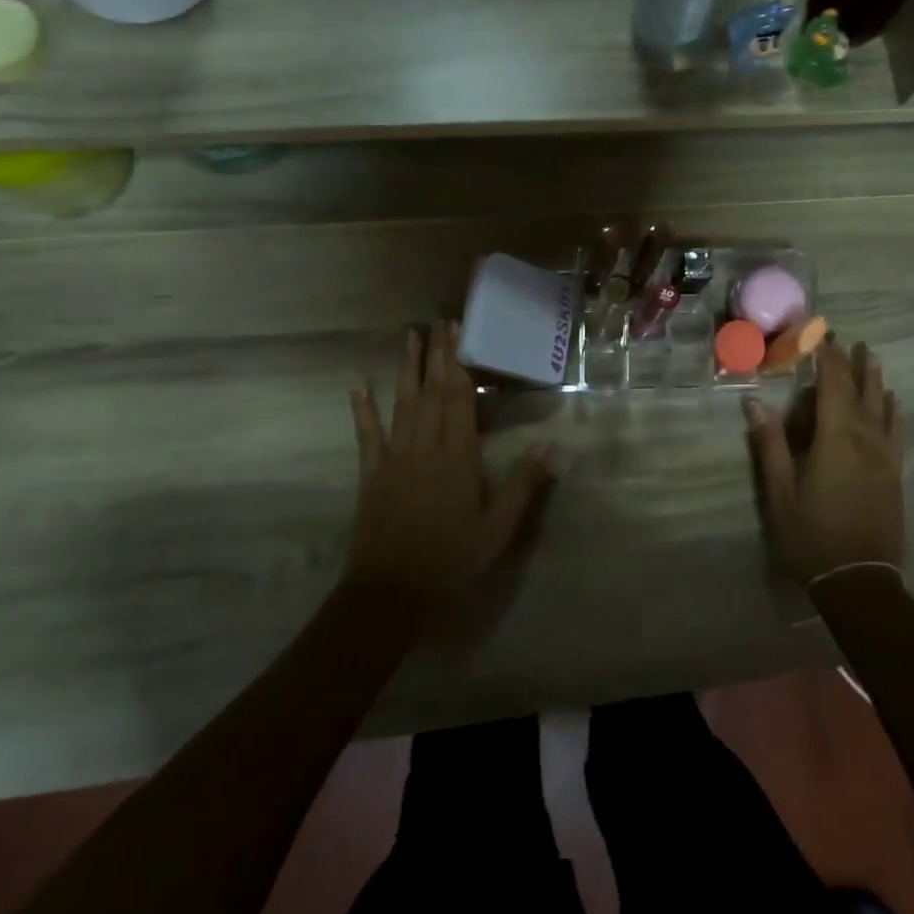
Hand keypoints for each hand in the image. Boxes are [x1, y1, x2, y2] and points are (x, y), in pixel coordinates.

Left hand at [343, 323, 553, 620]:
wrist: (391, 592)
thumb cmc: (451, 558)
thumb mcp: (499, 527)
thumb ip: (525, 483)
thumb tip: (555, 445)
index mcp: (458, 455)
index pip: (459, 397)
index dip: (459, 361)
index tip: (458, 331)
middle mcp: (425, 445)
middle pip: (431, 390)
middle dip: (436, 354)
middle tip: (437, 321)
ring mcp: (394, 456)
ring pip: (402, 402)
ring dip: (406, 367)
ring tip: (410, 336)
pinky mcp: (372, 472)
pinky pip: (367, 432)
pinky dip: (363, 407)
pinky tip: (358, 383)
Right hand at [744, 342, 904, 585]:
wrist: (860, 579)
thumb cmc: (812, 534)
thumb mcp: (780, 491)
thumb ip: (770, 443)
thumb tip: (754, 401)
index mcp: (835, 439)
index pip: (832, 387)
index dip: (827, 359)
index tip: (821, 335)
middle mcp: (865, 440)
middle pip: (860, 392)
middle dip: (851, 363)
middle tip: (848, 339)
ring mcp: (884, 456)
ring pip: (881, 408)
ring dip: (875, 381)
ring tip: (872, 357)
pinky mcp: (894, 473)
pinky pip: (896, 431)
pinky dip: (893, 411)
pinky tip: (893, 402)